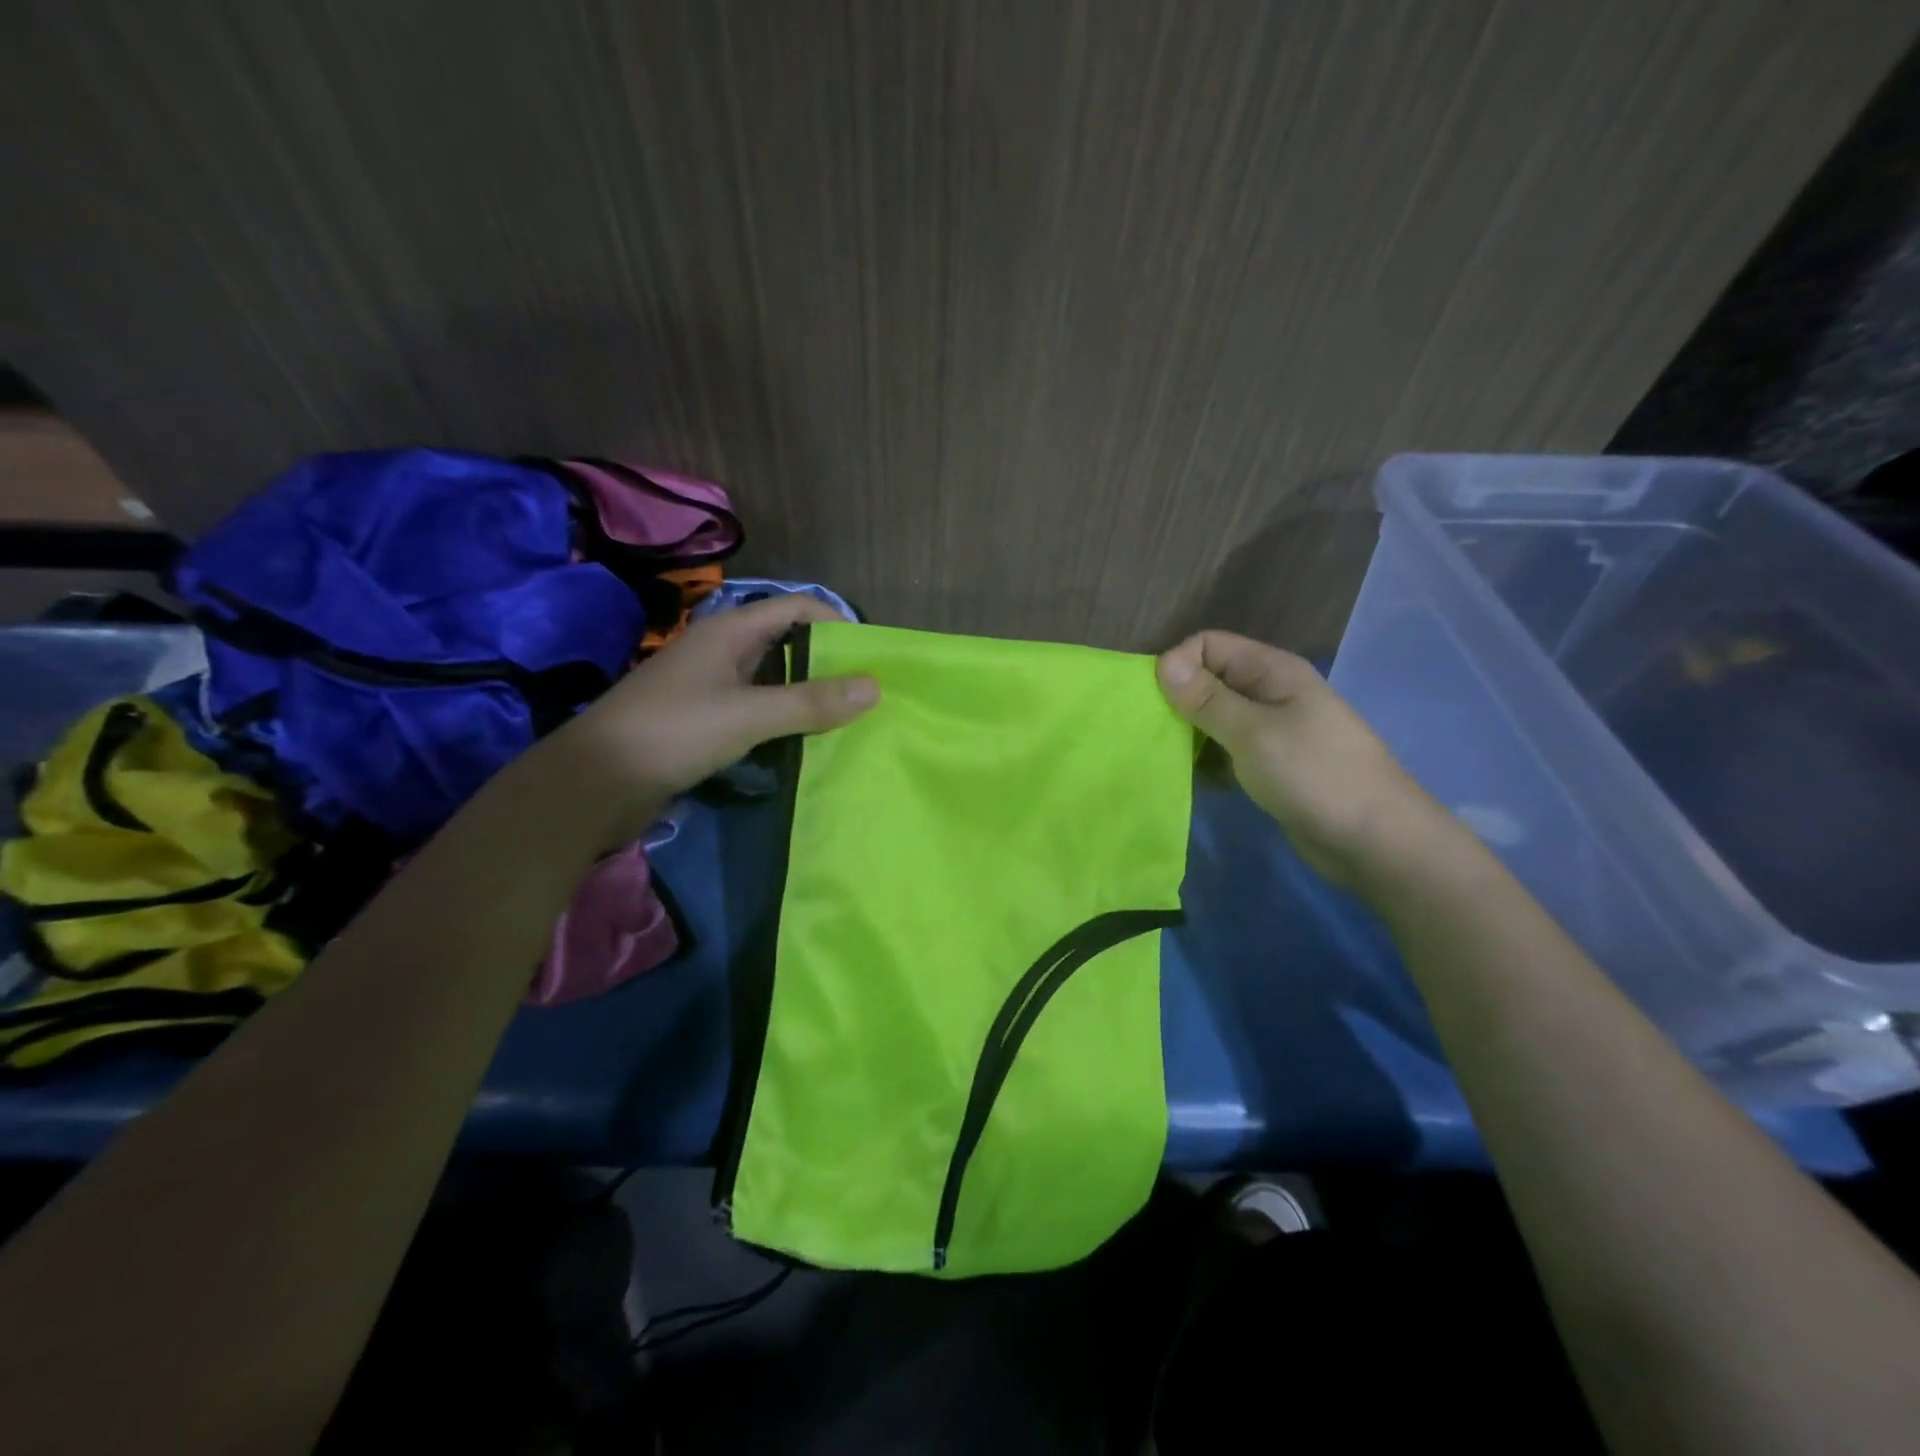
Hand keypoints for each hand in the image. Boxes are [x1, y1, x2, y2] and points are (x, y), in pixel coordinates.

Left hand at [530, 595, 876, 844]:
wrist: (595, 782)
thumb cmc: (673, 732)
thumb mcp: (748, 714)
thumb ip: (811, 701)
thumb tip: (874, 686)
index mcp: (729, 632)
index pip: (796, 608)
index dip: (835, 621)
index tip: (870, 654)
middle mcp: (722, 651)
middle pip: (787, 643)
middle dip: (827, 662)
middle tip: (867, 691)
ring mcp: (710, 687)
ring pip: (772, 680)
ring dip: (806, 695)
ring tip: (847, 718)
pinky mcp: (704, 720)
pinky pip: (756, 710)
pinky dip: (783, 720)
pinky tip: (805, 741)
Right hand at [1156, 631, 1451, 887]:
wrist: (1374, 840)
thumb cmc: (1314, 775)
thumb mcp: (1253, 732)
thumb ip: (1207, 699)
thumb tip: (1162, 662)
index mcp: (1271, 671)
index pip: (1208, 645)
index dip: (1178, 665)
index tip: (1157, 703)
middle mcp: (1270, 693)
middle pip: (1209, 680)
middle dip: (1178, 702)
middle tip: (1154, 735)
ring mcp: (1271, 731)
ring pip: (1214, 719)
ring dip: (1188, 735)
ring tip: (1167, 760)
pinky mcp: (1270, 764)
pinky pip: (1226, 751)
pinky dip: (1207, 762)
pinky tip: (1194, 781)